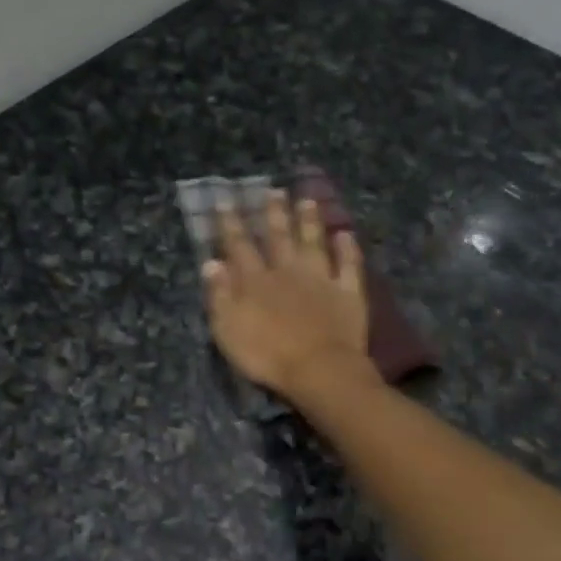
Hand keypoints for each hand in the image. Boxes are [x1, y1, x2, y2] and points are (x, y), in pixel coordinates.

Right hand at [203, 190, 373, 401]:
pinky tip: (346, 234)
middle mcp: (287, 271)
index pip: (239, 246)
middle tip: (272, 190)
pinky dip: (348, 249)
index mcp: (255, 281)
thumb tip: (211, 262)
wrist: (318, 370)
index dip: (231, 224)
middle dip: (273, 213)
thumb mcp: (228, 329)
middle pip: (279, 237)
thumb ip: (219, 295)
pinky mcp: (348, 292)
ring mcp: (321, 279)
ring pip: (313, 242)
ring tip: (307, 199)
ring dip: (309, 221)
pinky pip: (349, 265)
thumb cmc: (266, 355)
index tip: (225, 201)